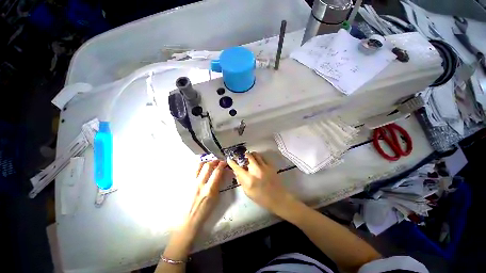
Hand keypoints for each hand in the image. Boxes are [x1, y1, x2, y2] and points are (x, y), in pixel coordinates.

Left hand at [182, 160, 225, 235]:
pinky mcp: (186, 183)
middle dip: (215, 161)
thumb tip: (221, 174)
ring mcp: (191, 183)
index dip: (222, 164)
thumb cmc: (204, 211)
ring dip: (206, 162)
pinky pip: (193, 171)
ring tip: (210, 163)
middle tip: (218, 161)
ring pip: (198, 165)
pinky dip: (199, 167)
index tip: (224, 163)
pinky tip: (202, 169)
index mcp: (209, 190)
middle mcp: (200, 184)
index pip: (217, 171)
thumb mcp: (215, 198)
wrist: (188, 220)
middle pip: (208, 165)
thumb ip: (218, 184)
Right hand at [227, 152, 295, 215]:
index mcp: (249, 179)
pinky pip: (263, 158)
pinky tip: (258, 162)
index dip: (232, 163)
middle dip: (243, 155)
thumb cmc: (261, 198)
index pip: (237, 168)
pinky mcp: (270, 166)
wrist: (278, 198)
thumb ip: (241, 181)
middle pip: (248, 156)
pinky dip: (259, 158)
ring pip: (256, 155)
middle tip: (242, 157)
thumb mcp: (248, 192)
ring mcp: (264, 167)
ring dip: (251, 155)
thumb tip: (237, 172)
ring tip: (250, 158)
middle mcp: (256, 170)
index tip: (229, 159)